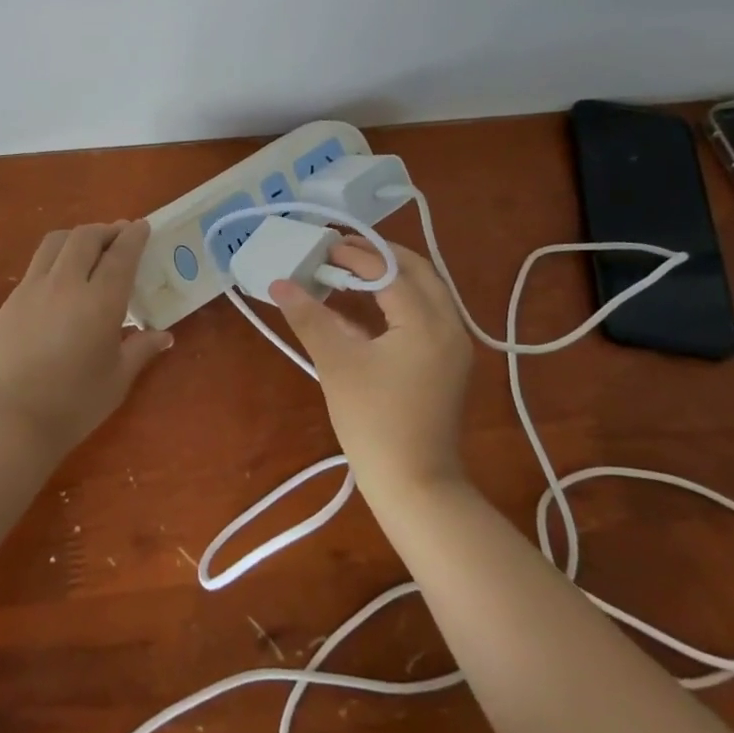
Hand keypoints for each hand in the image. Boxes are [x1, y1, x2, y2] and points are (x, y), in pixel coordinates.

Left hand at [0, 221, 172, 455]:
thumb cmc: (76, 403)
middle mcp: (66, 283)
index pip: (121, 254)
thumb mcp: (118, 377)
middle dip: (106, 230)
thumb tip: (164, 335)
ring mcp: (34, 288)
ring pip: (56, 242)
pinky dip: (55, 258)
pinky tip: (61, 278)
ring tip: (89, 247)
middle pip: (86, 237)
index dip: (134, 236)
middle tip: (119, 236)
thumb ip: (142, 348)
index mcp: (100, 301)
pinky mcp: (12, 299)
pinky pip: (37, 264)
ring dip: (78, 237)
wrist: (16, 419)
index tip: (142, 226)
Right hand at [270, 237, 474, 500]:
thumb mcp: (336, 363)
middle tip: (339, 249)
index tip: (322, 246)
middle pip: (417, 270)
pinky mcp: (448, 362)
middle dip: (378, 255)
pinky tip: (367, 306)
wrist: (415, 486)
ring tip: (350, 269)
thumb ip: (309, 317)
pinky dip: (399, 298)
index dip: (353, 256)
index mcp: (426, 321)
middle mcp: (449, 325)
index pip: (388, 271)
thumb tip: (279, 283)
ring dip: (390, 274)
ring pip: (425, 290)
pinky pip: (426, 312)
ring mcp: (453, 345)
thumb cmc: (374, 421)